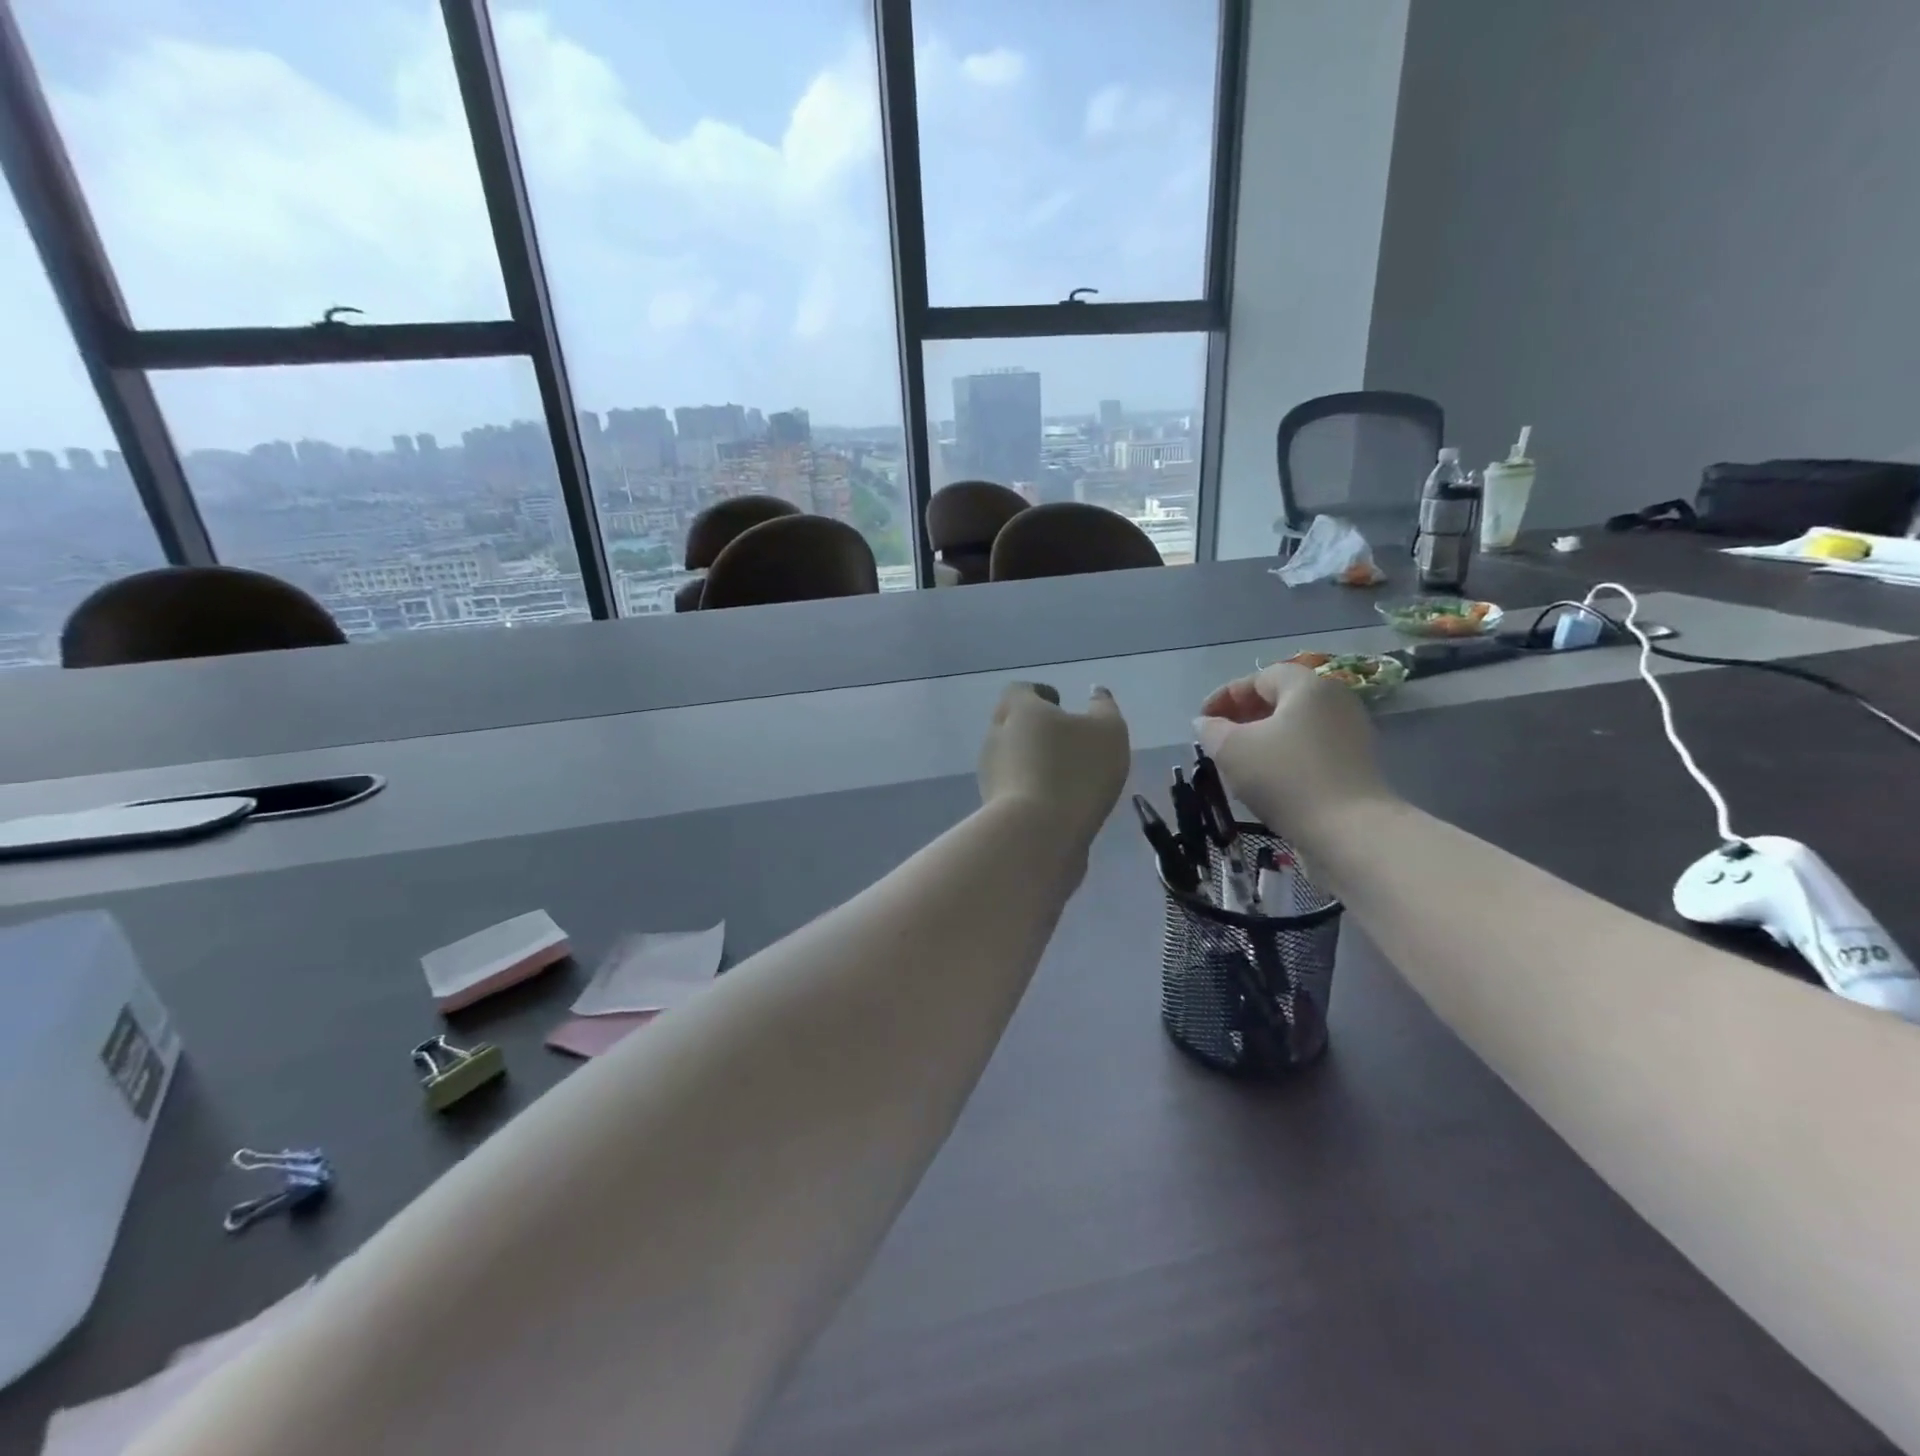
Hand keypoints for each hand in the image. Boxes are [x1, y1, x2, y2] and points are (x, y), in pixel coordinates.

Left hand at [979, 683, 1129, 846]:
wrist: (1037, 835)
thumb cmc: (1076, 772)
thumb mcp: (1107, 733)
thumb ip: (1104, 708)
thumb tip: (1096, 692)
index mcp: (1019, 709)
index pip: (1021, 690)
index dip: (1040, 693)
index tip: (1059, 702)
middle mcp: (996, 735)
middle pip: (1011, 721)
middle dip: (1034, 725)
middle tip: (1063, 735)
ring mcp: (990, 772)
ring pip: (1011, 755)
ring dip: (1032, 757)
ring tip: (1063, 770)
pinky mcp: (992, 804)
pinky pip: (1013, 785)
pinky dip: (1030, 785)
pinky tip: (1054, 798)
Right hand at [1195, 664, 1390, 837]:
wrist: (1349, 830)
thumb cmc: (1285, 777)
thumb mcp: (1232, 749)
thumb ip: (1211, 730)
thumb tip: (1205, 722)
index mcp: (1308, 686)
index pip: (1259, 677)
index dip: (1224, 695)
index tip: (1201, 720)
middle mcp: (1336, 700)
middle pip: (1281, 699)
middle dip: (1244, 715)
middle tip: (1218, 738)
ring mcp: (1351, 732)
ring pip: (1296, 725)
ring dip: (1263, 737)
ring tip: (1238, 760)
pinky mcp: (1356, 763)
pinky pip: (1312, 748)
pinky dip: (1285, 754)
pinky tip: (1266, 778)